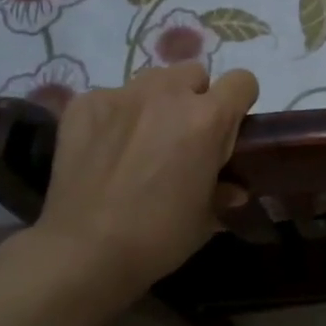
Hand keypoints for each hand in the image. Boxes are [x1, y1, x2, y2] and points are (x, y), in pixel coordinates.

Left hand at [32, 63, 258, 302]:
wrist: (83, 251)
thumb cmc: (158, 237)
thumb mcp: (206, 218)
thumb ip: (223, 191)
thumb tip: (232, 188)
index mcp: (208, 118)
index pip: (242, 81)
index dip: (239, 103)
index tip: (229, 128)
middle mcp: (168, 93)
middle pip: (194, 74)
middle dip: (195, 98)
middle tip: (183, 137)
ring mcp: (122, 94)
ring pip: (152, 80)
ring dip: (156, 102)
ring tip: (141, 140)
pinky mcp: (85, 104)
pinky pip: (111, 97)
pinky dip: (114, 117)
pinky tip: (104, 149)